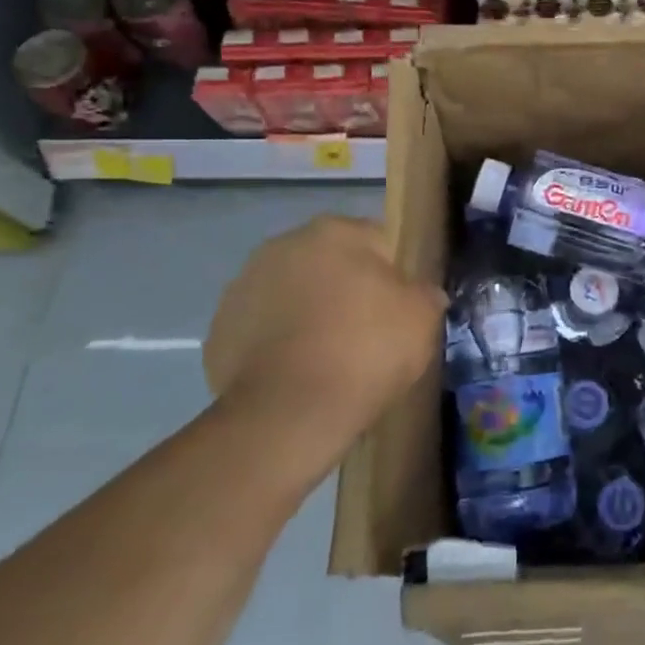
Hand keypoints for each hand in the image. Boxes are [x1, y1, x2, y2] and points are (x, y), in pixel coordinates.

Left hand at [204, 216, 444, 469]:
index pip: (377, 241)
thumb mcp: (422, 318)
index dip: (393, 274)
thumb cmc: (367, 349)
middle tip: (366, 331)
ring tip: (329, 356)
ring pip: (291, 292)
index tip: (399, 308)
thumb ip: (424, 293)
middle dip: (345, 288)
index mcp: (335, 232)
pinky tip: (297, 372)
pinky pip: (262, 328)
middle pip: (329, 263)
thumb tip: (421, 293)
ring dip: (307, 311)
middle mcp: (284, 245)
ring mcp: (244, 286)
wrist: (291, 412)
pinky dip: (278, 342)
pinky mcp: (219, 329)